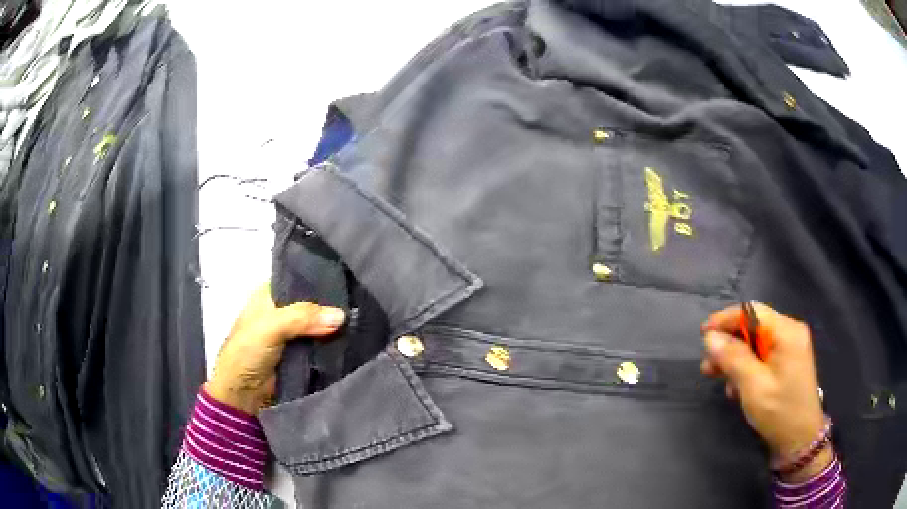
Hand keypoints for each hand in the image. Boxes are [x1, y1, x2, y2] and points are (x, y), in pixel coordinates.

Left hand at [206, 283, 345, 414]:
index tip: (347, 279)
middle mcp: (281, 310)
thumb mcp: (271, 327)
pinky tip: (352, 338)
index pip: (298, 278)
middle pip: (312, 302)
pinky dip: (332, 342)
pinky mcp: (300, 353)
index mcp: (268, 294)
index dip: (319, 278)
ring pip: (318, 324)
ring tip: (360, 320)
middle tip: (359, 302)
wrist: (243, 393)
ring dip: (334, 325)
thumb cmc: (247, 351)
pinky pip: (320, 343)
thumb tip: (341, 316)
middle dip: (331, 304)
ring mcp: (291, 333)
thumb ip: (303, 318)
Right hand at [700, 303, 831, 482]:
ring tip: (716, 377)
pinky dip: (746, 368)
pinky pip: (762, 357)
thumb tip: (711, 337)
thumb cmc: (780, 411)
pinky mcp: (787, 364)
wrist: (801, 439)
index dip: (726, 319)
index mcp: (786, 332)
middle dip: (729, 344)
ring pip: (755, 344)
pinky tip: (735, 388)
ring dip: (734, 358)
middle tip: (707, 365)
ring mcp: (789, 349)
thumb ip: (733, 358)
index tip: (703, 334)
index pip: (752, 312)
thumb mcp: (753, 386)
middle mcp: (789, 333)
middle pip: (753, 327)